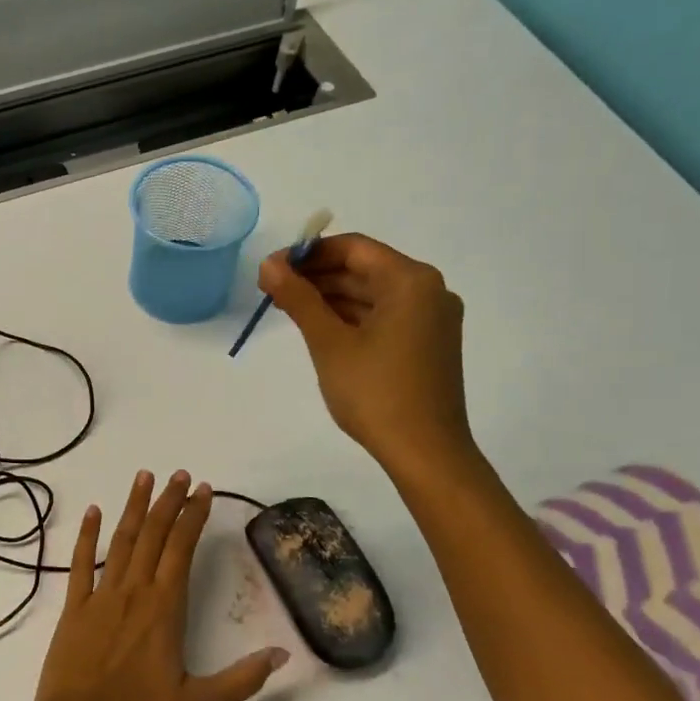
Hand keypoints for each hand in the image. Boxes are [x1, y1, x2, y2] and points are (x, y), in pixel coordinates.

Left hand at [34, 470, 286, 700]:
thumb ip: (242, 680)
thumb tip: (283, 654)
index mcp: (164, 610)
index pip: (182, 550)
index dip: (193, 517)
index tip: (203, 490)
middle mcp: (133, 593)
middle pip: (153, 536)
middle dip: (168, 502)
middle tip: (179, 474)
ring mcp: (100, 597)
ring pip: (121, 541)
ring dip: (134, 508)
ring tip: (144, 477)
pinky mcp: (74, 609)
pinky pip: (80, 564)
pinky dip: (86, 536)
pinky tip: (92, 512)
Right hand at [258, 233, 477, 487]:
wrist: (425, 452)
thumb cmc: (375, 393)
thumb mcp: (329, 343)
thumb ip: (298, 299)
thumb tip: (268, 264)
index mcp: (411, 281)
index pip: (353, 248)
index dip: (308, 253)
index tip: (271, 268)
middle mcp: (429, 290)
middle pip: (364, 269)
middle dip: (317, 276)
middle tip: (271, 289)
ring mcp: (431, 318)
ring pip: (372, 294)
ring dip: (331, 297)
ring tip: (287, 308)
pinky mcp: (427, 343)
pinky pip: (384, 316)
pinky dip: (351, 317)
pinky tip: (319, 327)